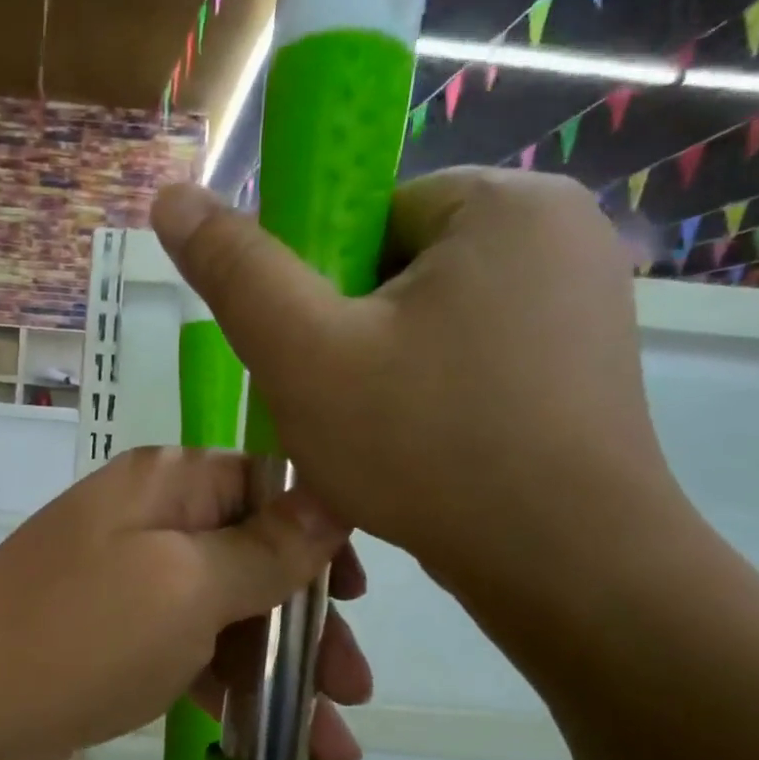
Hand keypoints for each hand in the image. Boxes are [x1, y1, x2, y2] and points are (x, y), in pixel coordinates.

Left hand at [0, 448, 372, 759]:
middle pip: (255, 558)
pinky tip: (276, 740)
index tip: (358, 594)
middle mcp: (151, 521)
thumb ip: (266, 548)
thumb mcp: (188, 585)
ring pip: (229, 615)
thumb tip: (331, 497)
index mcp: (168, 484)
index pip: (268, 485)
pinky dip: (232, 692)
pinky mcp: (119, 637)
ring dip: (281, 673)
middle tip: (355, 689)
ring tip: (332, 743)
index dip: (321, 535)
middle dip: (309, 626)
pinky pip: (193, 653)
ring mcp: (132, 582)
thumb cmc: (84, 632)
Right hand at [151, 170, 689, 608]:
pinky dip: (435, 395)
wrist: (566, 565)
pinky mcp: (585, 366)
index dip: (317, 288)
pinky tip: (425, 452)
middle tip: (336, 409)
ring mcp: (584, 303)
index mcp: (504, 202)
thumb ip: (236, 272)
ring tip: (377, 440)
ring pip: (434, 320)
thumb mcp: (305, 355)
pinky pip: (476, 358)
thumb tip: (173, 194)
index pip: (367, 215)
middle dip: (352, 335)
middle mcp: (561, 233)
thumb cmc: (426, 447)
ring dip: (387, 371)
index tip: (311, 358)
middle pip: (400, 267)